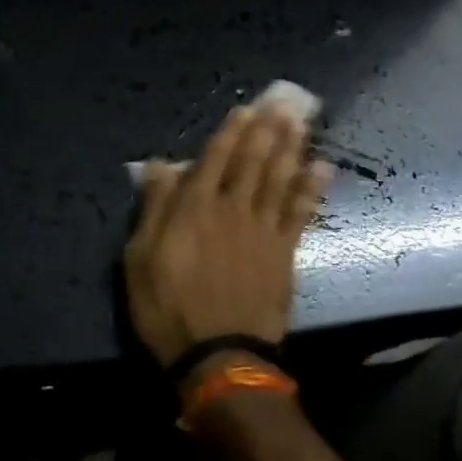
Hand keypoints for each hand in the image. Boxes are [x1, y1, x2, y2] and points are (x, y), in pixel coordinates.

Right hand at [124, 106, 328, 369]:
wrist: (219, 358)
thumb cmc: (169, 308)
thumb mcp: (140, 259)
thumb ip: (154, 208)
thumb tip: (159, 165)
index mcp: (195, 207)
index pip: (215, 159)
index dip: (230, 132)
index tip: (244, 109)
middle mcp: (232, 209)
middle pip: (253, 161)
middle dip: (266, 129)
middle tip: (282, 102)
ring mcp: (262, 230)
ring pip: (278, 178)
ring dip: (290, 147)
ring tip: (301, 121)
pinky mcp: (284, 253)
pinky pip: (300, 212)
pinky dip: (310, 188)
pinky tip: (321, 167)